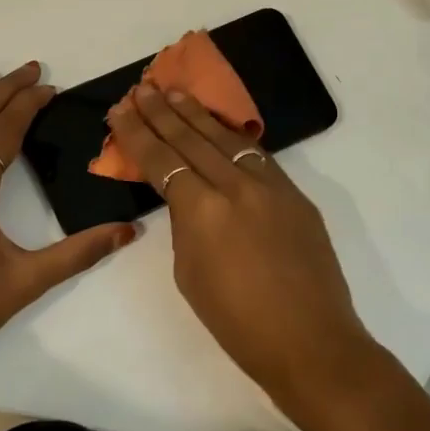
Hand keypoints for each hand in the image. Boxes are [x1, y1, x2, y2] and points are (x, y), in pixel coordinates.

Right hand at [103, 84, 374, 408]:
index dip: (137, 134)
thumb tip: (188, 200)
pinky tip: (220, 127)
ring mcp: (271, 186)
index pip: (161, 160)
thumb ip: (186, 226)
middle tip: (142, 88)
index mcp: (202, 211)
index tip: (119, 111)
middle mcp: (236, 187)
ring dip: (197, 114)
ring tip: (175, 92)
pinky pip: (257, 155)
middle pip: (191, 139)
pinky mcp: (296, 195)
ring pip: (227, 139)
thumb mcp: (190, 274)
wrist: (310, 342)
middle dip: (162, 112)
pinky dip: (233, 137)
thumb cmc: (237, 323)